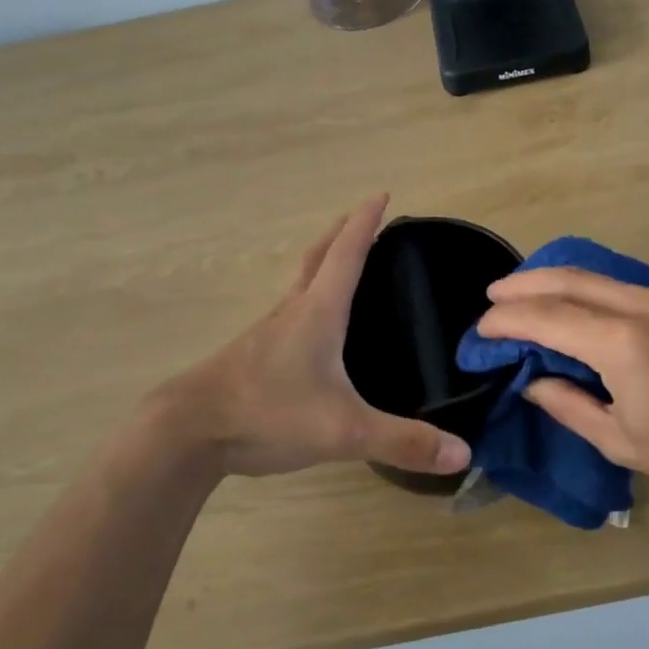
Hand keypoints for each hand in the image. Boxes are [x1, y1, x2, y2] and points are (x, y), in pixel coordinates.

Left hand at [160, 195, 470, 478]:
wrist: (185, 433)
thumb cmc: (267, 414)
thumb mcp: (343, 431)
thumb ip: (403, 441)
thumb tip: (463, 454)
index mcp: (317, 314)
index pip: (346, 254)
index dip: (365, 223)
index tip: (380, 194)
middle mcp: (291, 313)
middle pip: (317, 260)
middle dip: (341, 234)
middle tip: (361, 219)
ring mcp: (266, 335)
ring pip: (299, 287)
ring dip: (320, 266)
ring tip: (340, 268)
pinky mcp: (251, 358)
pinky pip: (288, 316)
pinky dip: (306, 303)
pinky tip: (312, 332)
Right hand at [476, 267, 648, 510]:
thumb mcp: (622, 442)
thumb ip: (569, 405)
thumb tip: (532, 381)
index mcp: (624, 344)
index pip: (548, 318)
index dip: (509, 321)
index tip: (482, 330)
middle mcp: (643, 306)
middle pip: (569, 280)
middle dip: (524, 285)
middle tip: (492, 297)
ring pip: (595, 275)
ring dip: (554, 280)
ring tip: (523, 294)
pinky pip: (619, 283)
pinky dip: (585, 286)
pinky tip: (572, 301)